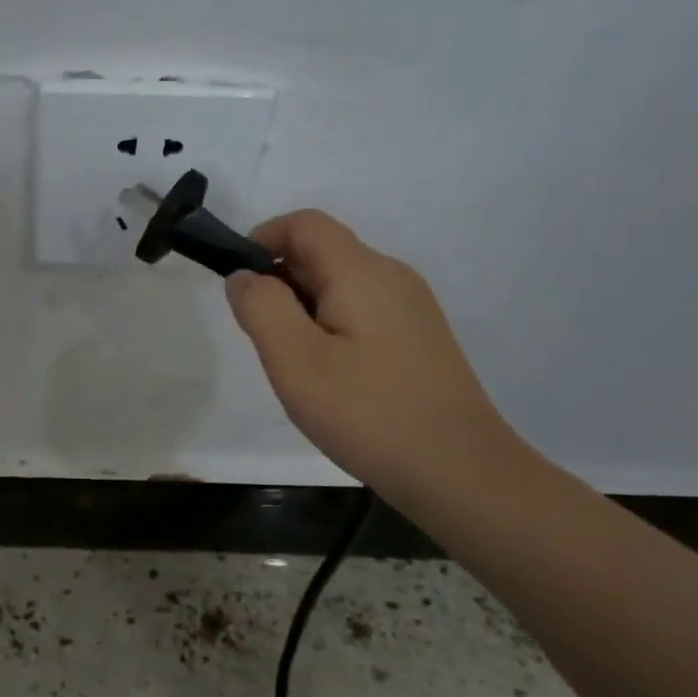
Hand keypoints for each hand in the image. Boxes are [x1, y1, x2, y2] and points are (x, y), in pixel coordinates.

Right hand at [224, 210, 510, 498]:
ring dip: (301, 309)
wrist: (460, 473)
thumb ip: (261, 308)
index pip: (305, 223)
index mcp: (362, 272)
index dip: (263, 239)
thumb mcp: (295, 361)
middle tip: (263, 341)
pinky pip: (360, 311)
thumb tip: (244, 275)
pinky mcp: (418, 338)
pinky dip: (328, 327)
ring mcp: (411, 308)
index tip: (238, 284)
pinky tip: (328, 377)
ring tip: (293, 365)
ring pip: (340, 285)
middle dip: (279, 282)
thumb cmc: (368, 413)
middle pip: (323, 253)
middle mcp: (391, 276)